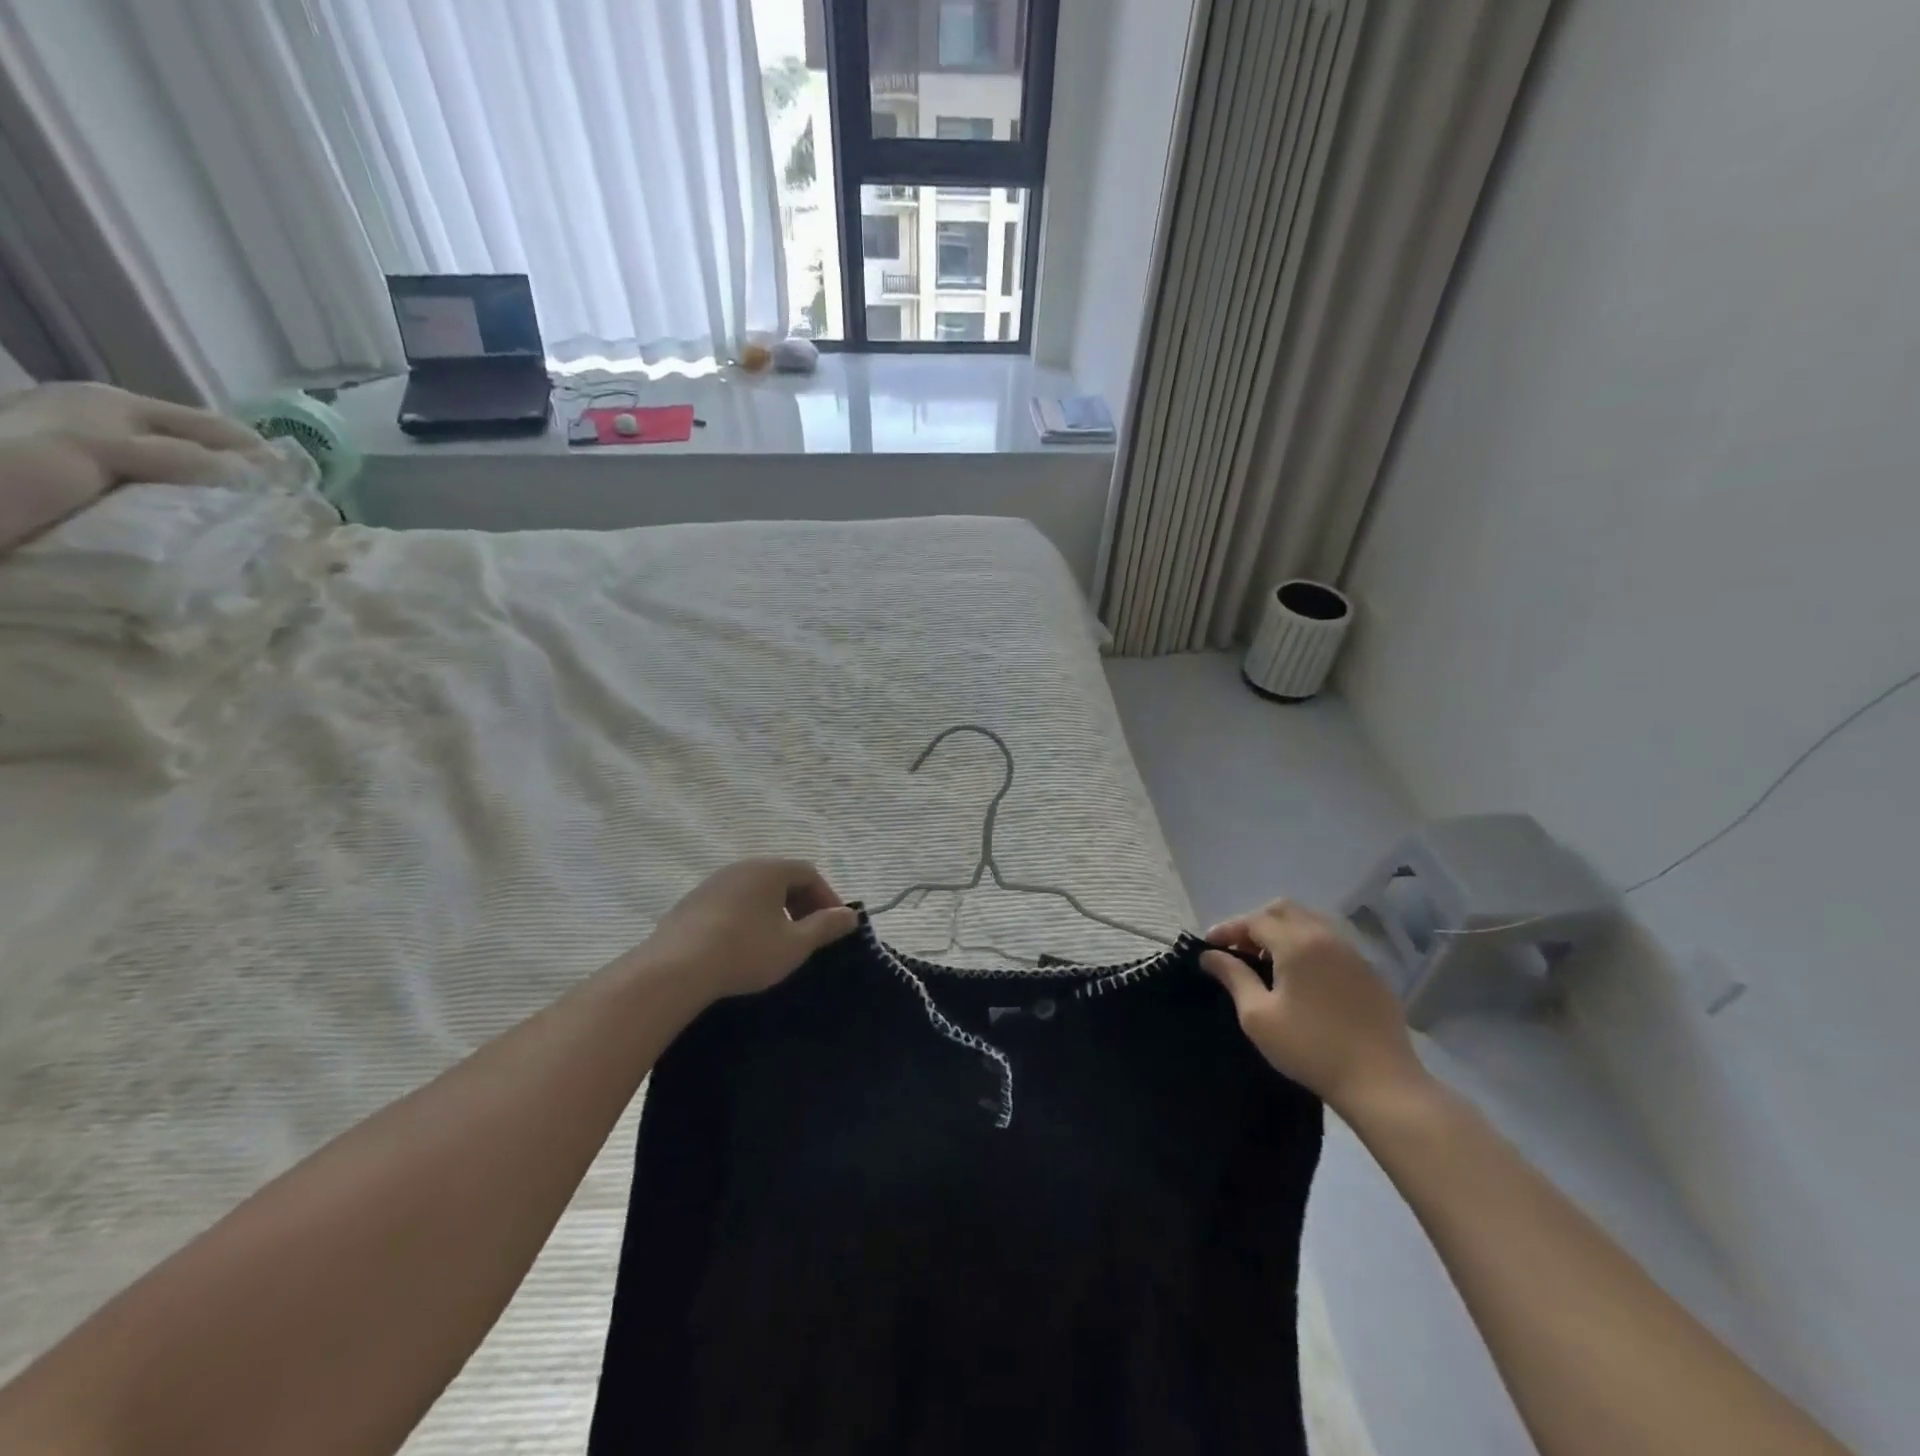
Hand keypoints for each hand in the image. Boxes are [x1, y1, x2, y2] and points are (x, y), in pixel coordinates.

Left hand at [637, 858, 859, 1004]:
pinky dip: (746, 918)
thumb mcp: (794, 944)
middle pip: (781, 878)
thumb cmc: (745, 952)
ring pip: (754, 891)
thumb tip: (850, 915)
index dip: (826, 897)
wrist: (675, 969)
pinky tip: (742, 946)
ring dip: (773, 911)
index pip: (809, 873)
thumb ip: (826, 926)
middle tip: (809, 934)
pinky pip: (731, 903)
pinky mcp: (691, 903)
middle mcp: (741, 867)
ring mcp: (712, 883)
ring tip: (777, 942)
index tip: (834, 926)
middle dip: (801, 904)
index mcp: (770, 870)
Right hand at [1201, 899, 1428, 1115]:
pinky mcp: (1370, 973)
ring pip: (1311, 922)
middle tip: (1239, 950)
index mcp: (1297, 944)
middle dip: (1256, 924)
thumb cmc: (1310, 1048)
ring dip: (1283, 932)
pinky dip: (1309, 946)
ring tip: (1269, 962)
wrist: (1381, 1082)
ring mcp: (1353, 953)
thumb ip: (1233, 977)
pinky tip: (1303, 978)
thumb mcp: (1258, 1016)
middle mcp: (1326, 937)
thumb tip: (1210, 955)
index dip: (1228, 929)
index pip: (1254, 921)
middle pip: (1284, 910)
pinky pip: (1332, 943)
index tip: (1208, 946)